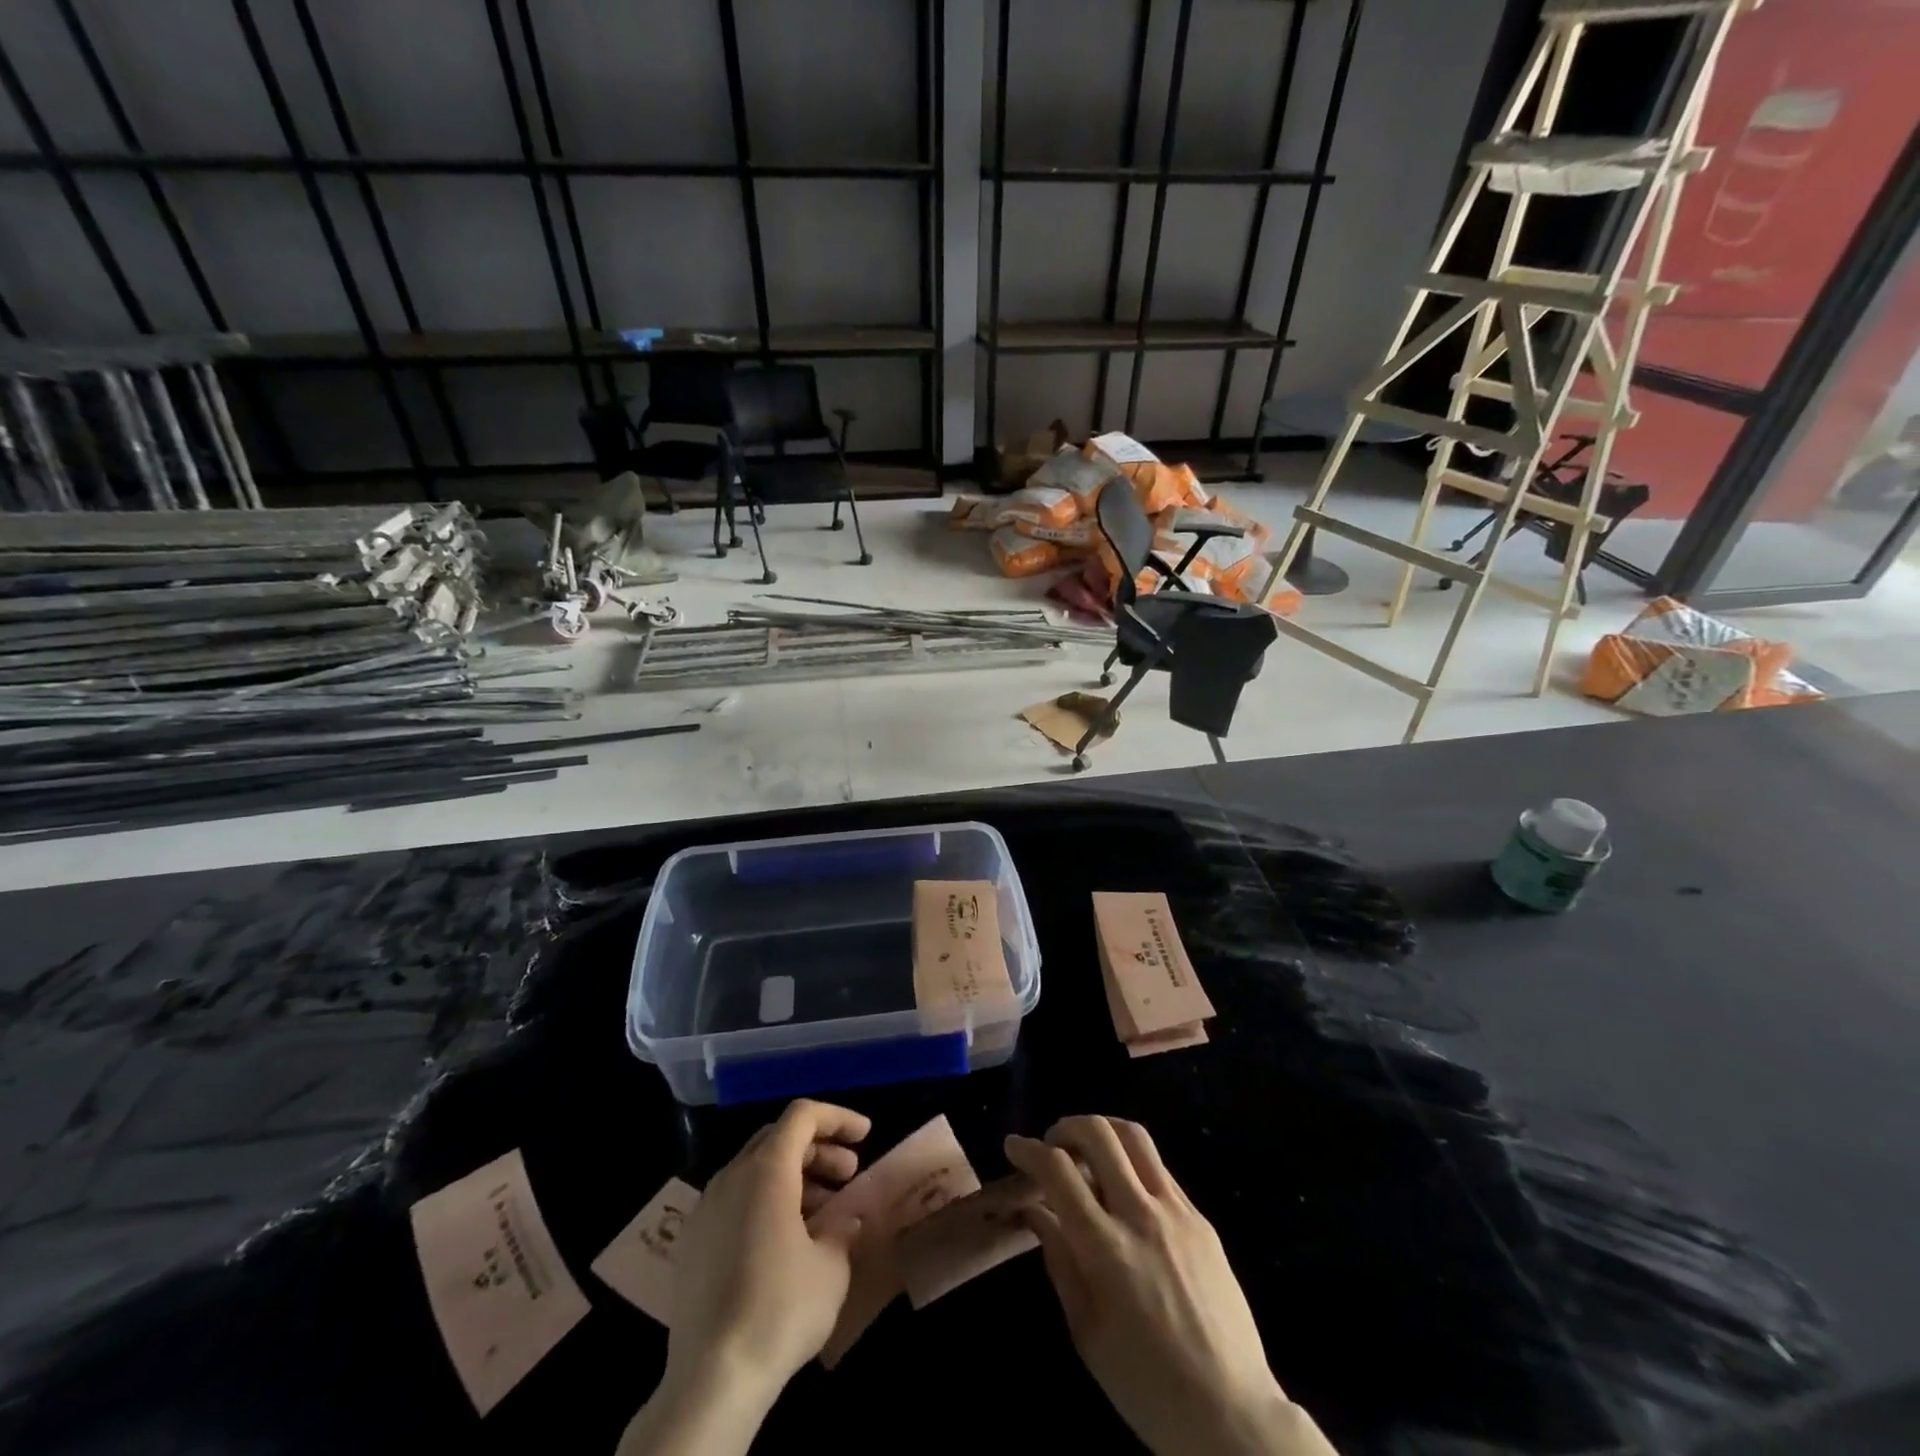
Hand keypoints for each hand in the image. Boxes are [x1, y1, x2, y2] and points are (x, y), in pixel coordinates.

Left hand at [670, 1099, 869, 1394]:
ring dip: (793, 1178)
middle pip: (777, 1139)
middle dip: (817, 1149)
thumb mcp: (831, 1266)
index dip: (838, 1118)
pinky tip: (785, 1242)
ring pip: (755, 1171)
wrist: (710, 1380)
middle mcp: (730, 1177)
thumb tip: (845, 1218)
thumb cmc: (780, 1308)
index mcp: (766, 1170)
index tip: (866, 1136)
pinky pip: (735, 1202)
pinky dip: (766, 1203)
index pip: (803, 1116)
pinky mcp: (692, 1245)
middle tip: (848, 1175)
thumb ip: (842, 1228)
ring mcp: (705, 1210)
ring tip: (824, 1213)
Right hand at [1006, 1116, 1335, 1455]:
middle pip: (1099, 1134)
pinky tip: (1124, 1186)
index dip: (1029, 1150)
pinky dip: (1132, 1160)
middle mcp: (1141, 1215)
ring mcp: (1177, 1212)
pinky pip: (1160, 1168)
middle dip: (1066, 1126)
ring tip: (1087, 1149)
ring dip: (1103, 1129)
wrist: (1232, 1416)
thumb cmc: (1147, 1388)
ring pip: (1135, 1136)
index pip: (1058, 1171)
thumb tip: (1036, 1212)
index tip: (1013, 1145)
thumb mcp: (1087, 1333)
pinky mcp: (1201, 1219)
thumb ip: (1059, 1261)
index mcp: (1107, 1248)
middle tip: (1051, 1144)